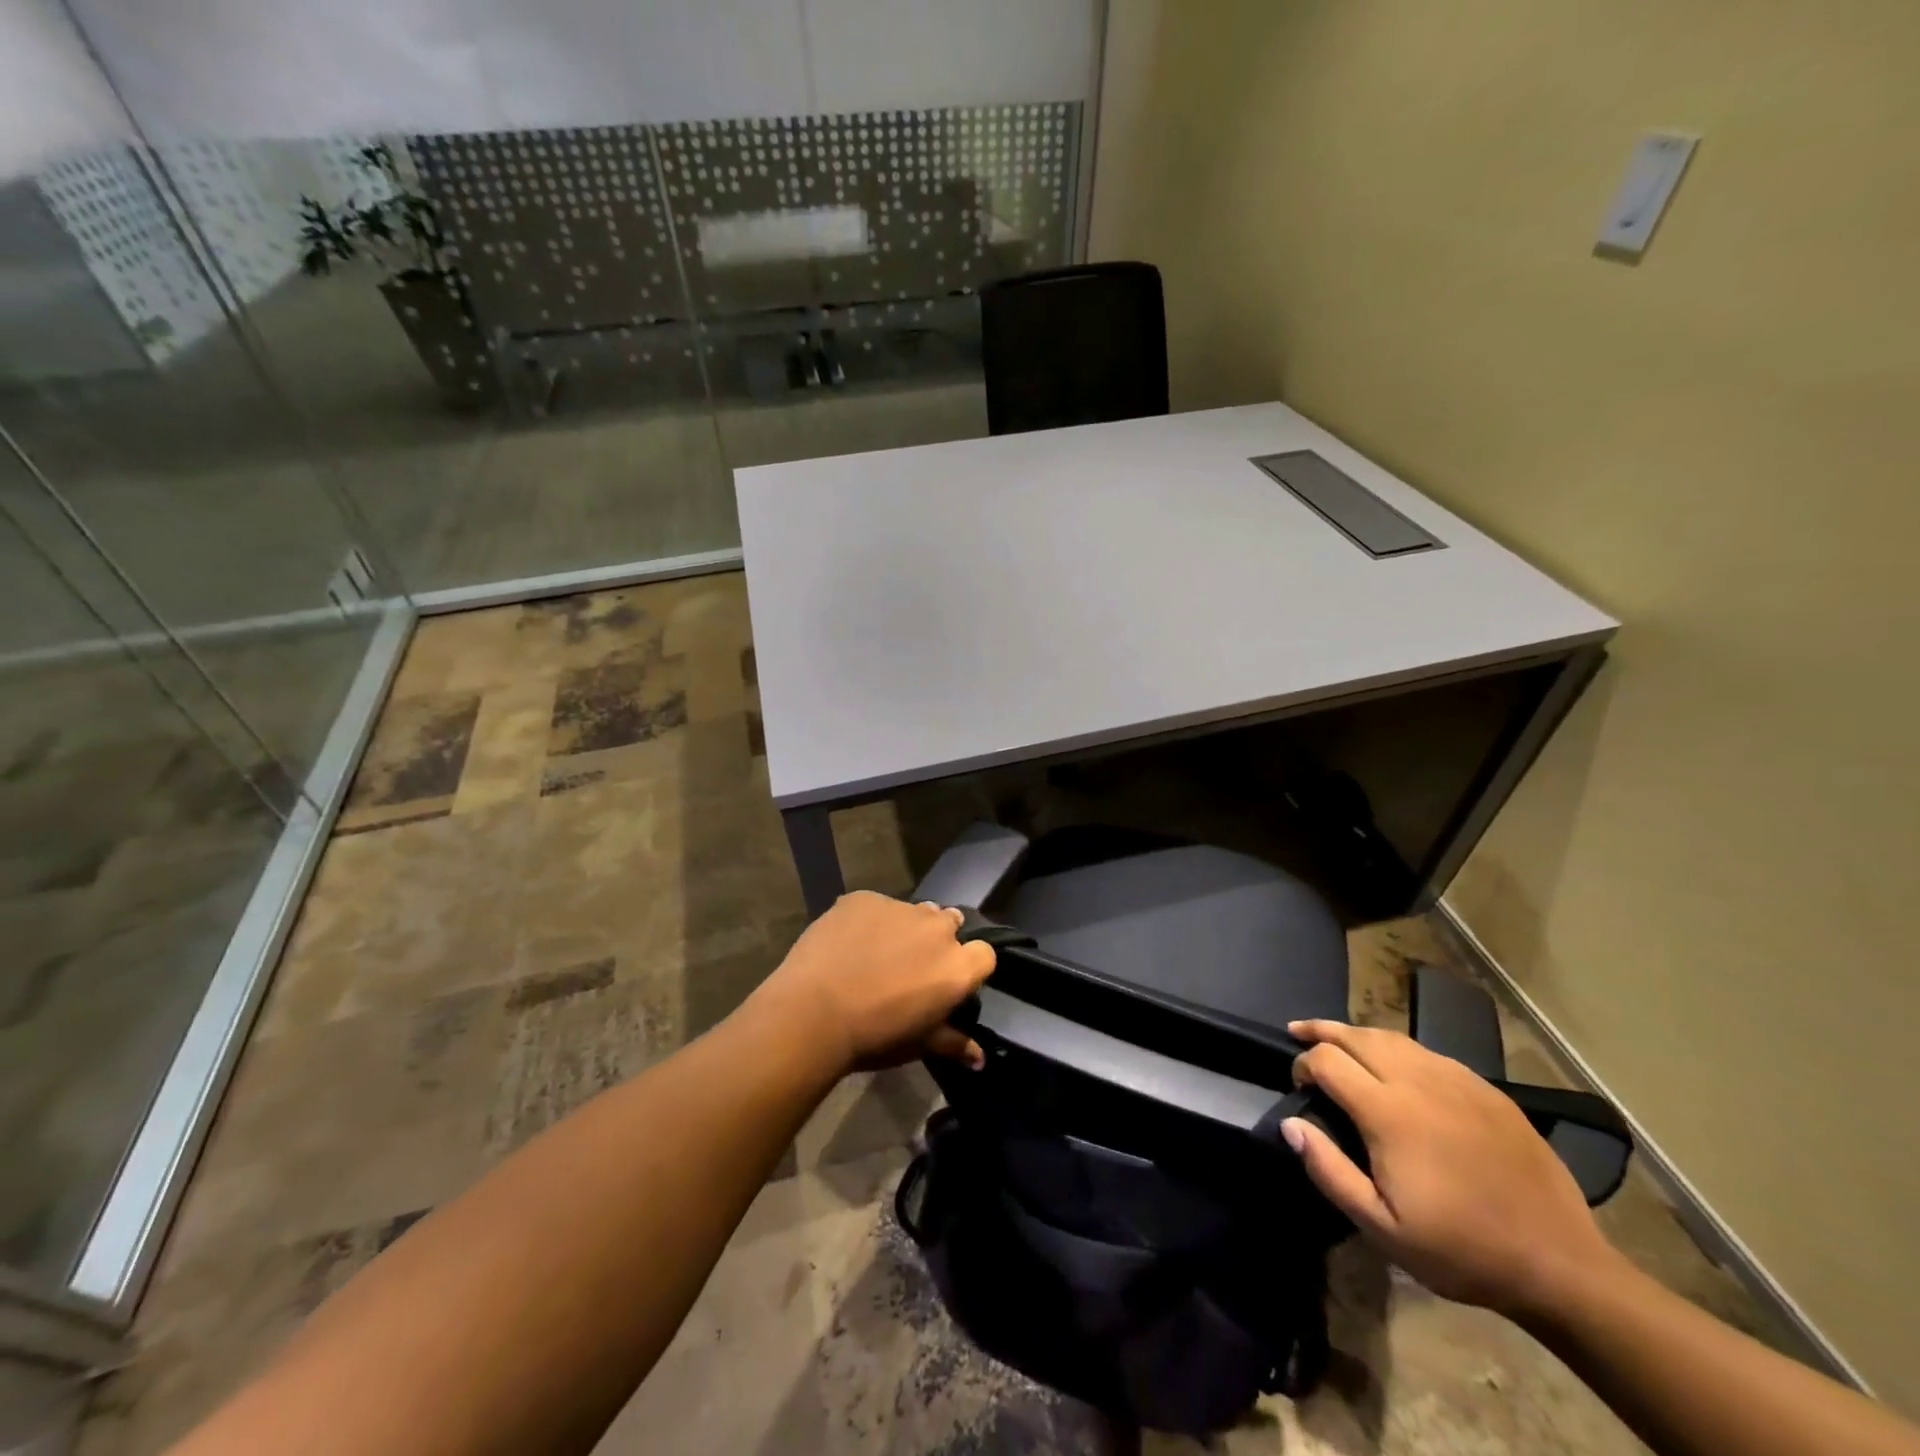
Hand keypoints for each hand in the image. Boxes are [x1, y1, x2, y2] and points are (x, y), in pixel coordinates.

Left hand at [749, 892, 996, 1074]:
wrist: (813, 1013)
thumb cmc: (874, 1036)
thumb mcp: (918, 1045)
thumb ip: (953, 1043)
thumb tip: (980, 1059)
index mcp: (957, 966)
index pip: (984, 954)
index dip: (969, 966)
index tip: (948, 981)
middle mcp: (937, 929)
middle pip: (950, 924)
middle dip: (937, 940)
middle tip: (911, 966)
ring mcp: (900, 908)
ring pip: (914, 911)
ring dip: (906, 927)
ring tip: (878, 952)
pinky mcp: (865, 898)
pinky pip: (875, 906)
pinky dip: (868, 921)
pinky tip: (848, 943)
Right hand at [1281, 1020, 1624, 1317]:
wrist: (1560, 1264)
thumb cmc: (1462, 1250)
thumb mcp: (1383, 1228)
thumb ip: (1330, 1171)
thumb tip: (1291, 1124)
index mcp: (1388, 1111)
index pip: (1327, 1060)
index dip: (1303, 1064)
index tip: (1299, 1085)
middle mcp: (1418, 1081)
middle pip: (1357, 1036)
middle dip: (1322, 1030)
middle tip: (1299, 1032)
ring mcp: (1456, 1080)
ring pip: (1393, 1037)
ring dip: (1358, 1034)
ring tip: (1339, 1040)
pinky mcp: (1486, 1090)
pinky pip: (1429, 1053)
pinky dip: (1399, 1049)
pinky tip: (1396, 1064)